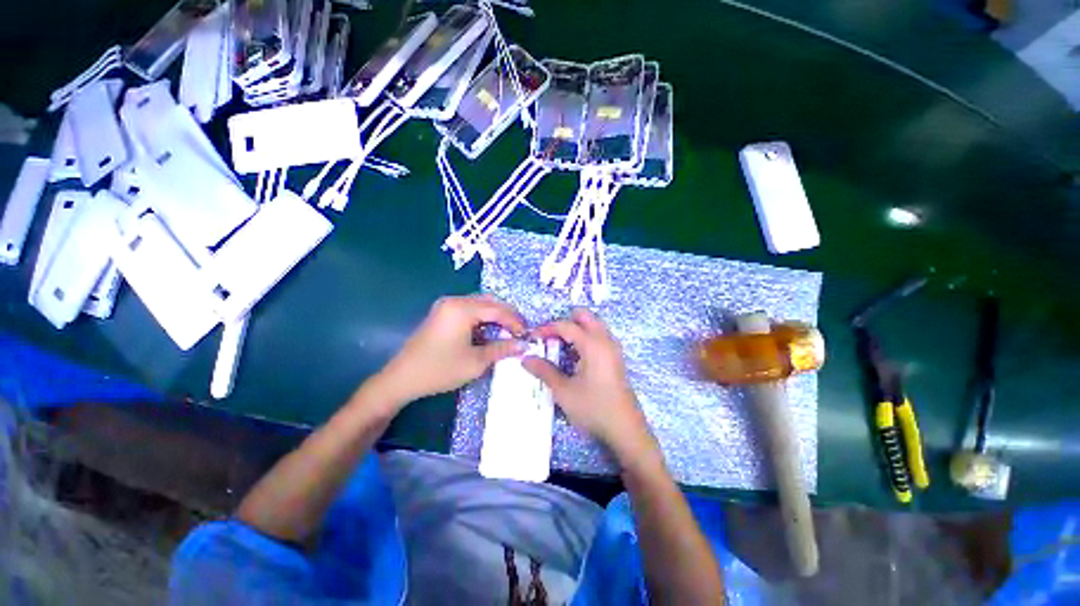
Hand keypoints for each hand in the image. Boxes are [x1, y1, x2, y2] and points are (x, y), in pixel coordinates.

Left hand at [377, 295, 525, 406]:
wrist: (401, 378)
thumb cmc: (440, 370)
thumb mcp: (476, 361)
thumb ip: (502, 349)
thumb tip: (524, 345)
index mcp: (462, 309)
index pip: (498, 309)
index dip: (515, 321)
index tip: (527, 334)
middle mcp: (454, 301)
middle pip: (490, 302)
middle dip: (507, 315)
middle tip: (519, 331)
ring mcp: (446, 305)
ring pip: (480, 304)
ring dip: (496, 316)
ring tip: (508, 331)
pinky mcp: (442, 313)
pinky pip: (469, 309)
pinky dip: (483, 318)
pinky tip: (489, 330)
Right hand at [523, 309, 657, 465]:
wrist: (625, 430)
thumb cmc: (593, 408)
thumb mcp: (564, 391)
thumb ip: (544, 371)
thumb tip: (526, 358)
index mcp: (593, 344)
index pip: (566, 325)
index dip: (547, 328)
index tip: (532, 337)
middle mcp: (605, 341)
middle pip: (585, 317)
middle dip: (565, 322)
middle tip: (550, 338)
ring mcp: (613, 349)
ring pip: (594, 325)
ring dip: (576, 330)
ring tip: (560, 347)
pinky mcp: (616, 359)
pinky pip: (599, 337)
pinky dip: (585, 338)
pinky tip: (575, 358)